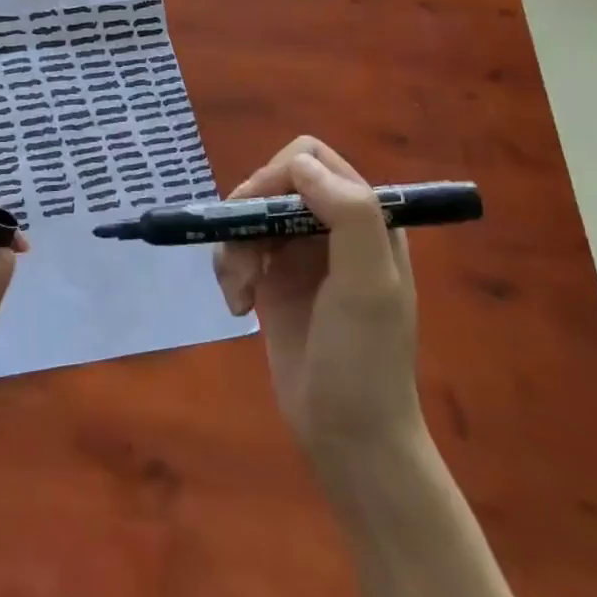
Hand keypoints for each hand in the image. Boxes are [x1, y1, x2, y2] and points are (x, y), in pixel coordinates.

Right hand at [213, 137, 421, 475]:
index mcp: (364, 218)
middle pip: (270, 185)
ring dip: (233, 248)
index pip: (311, 160)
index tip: (259, 212)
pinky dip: (227, 272)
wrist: (348, 436)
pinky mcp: (271, 282)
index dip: (278, 175)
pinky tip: (236, 307)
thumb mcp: (369, 284)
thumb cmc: (366, 359)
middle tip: (243, 256)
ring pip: (246, 218)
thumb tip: (298, 164)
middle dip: (247, 215)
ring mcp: (298, 255)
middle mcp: (329, 227)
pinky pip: (235, 251)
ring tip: (239, 292)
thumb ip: (348, 214)